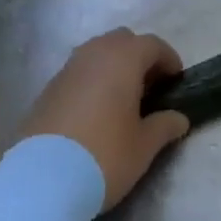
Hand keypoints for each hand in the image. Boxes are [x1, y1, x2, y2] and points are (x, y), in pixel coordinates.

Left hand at [18, 28, 191, 209]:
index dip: (168, 60)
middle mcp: (95, 52)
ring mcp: (68, 67)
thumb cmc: (104, 155)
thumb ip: (164, 126)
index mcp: (123, 58)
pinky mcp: (48, 87)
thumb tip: (179, 118)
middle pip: (123, 41)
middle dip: (139, 57)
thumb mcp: (143, 146)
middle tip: (149, 88)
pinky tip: (94, 112)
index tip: (176, 81)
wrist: (41, 180)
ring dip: (113, 67)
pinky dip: (92, 81)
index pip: (153, 45)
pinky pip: (79, 72)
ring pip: (98, 53)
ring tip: (121, 100)